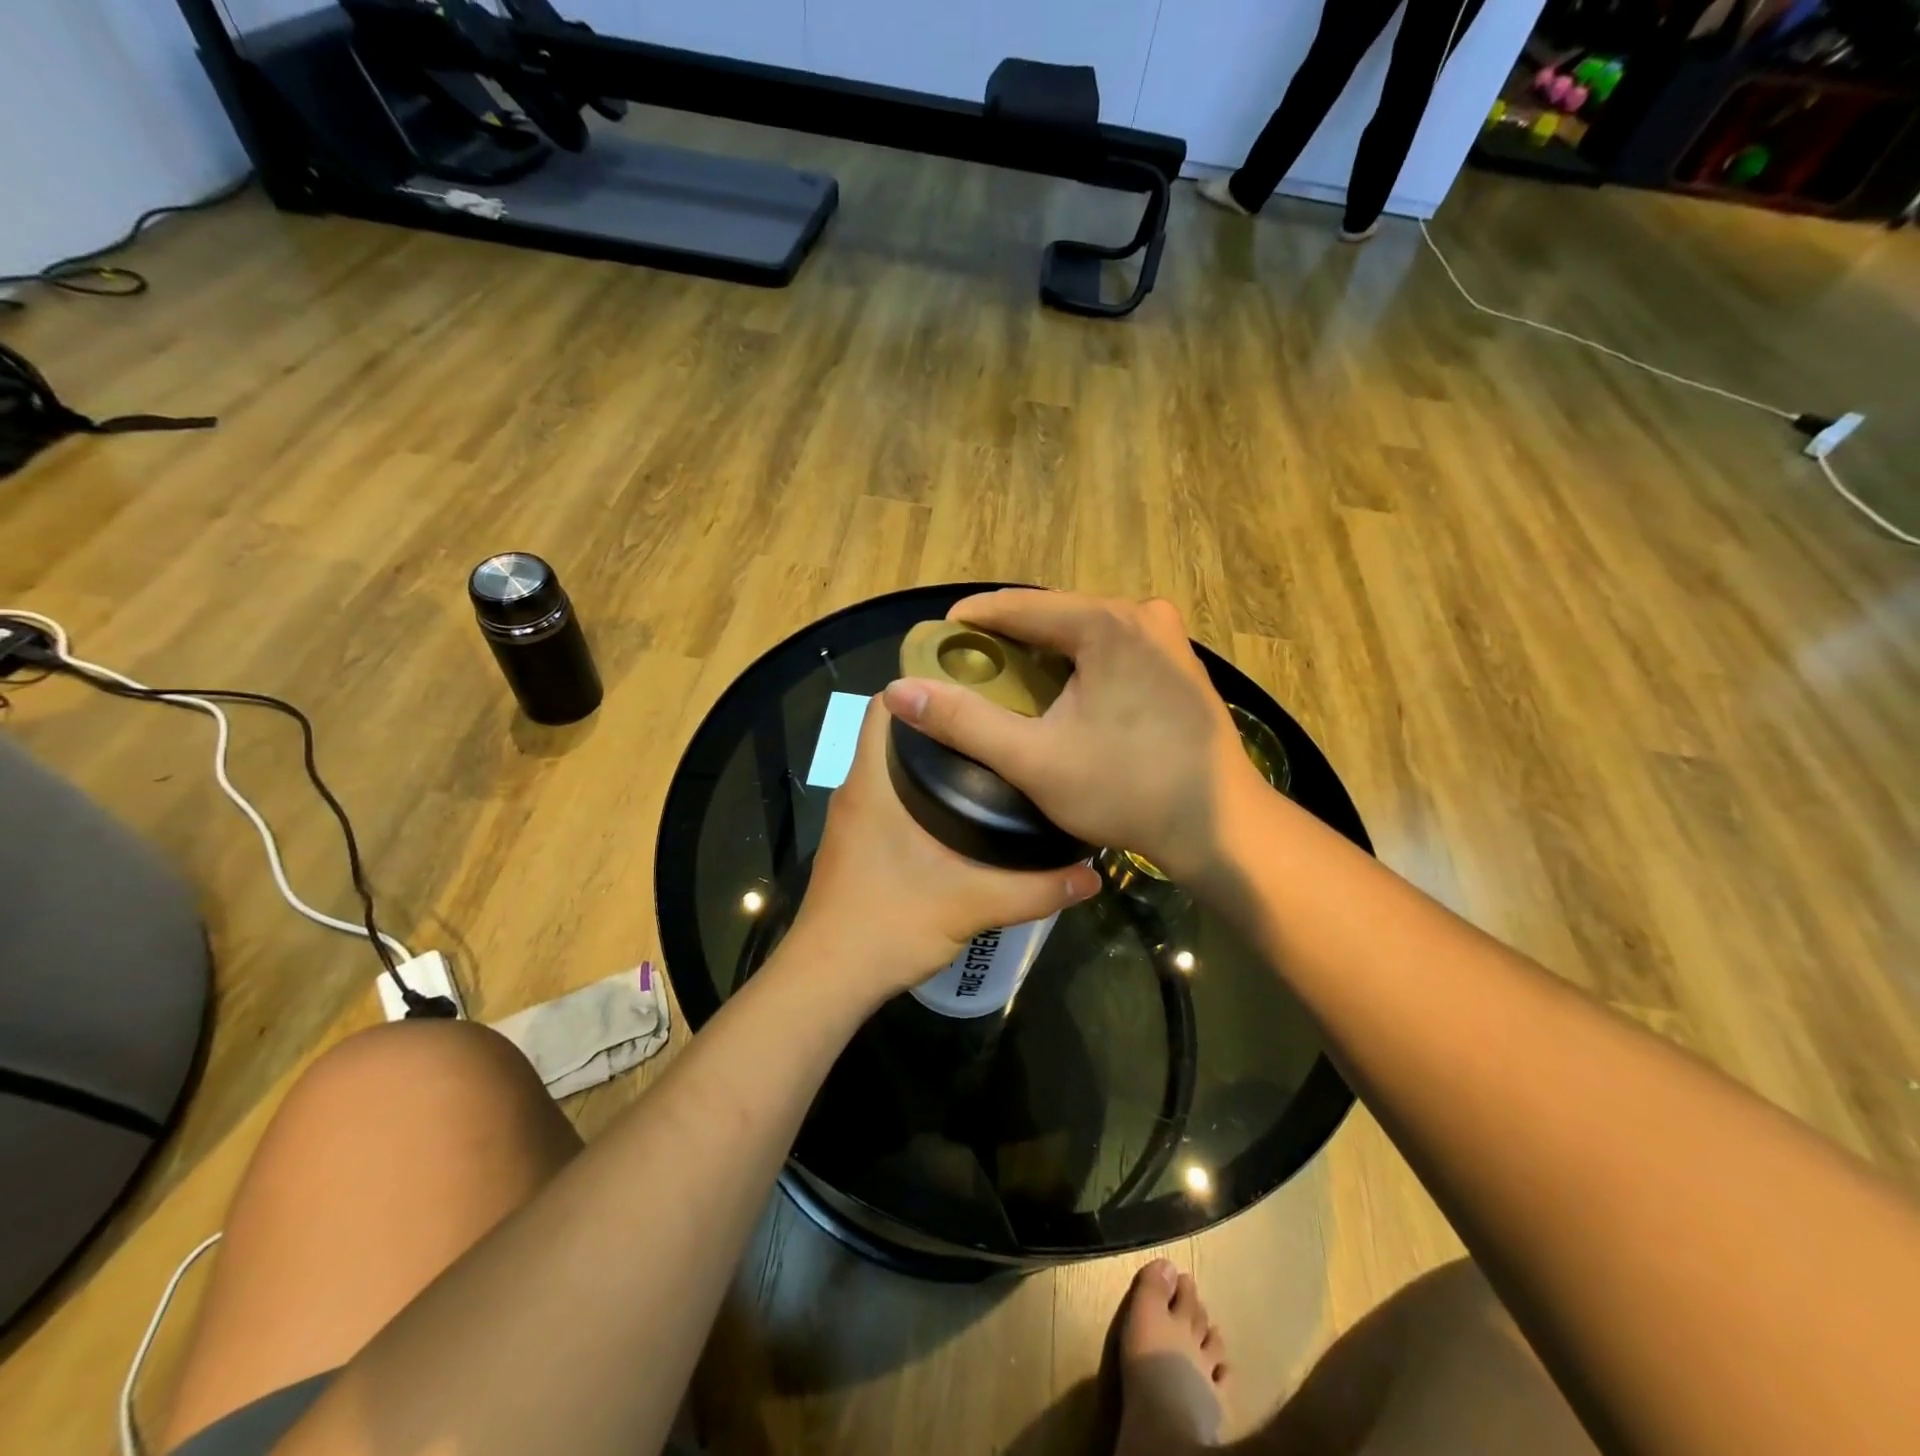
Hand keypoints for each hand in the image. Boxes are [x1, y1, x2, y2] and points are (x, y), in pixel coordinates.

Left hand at [788, 697, 1100, 1001]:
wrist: (828, 980)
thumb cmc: (888, 924)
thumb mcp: (971, 904)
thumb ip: (1035, 890)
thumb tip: (1092, 876)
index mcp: (871, 784)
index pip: (884, 706)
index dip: (921, 686)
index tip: (973, 686)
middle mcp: (855, 791)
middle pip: (893, 734)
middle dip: (940, 723)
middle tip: (996, 722)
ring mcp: (852, 820)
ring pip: (889, 768)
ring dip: (929, 759)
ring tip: (988, 759)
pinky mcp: (856, 845)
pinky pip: (887, 798)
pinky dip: (917, 791)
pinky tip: (959, 812)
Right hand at [881, 591, 1262, 883]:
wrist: (1217, 826)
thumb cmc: (1125, 790)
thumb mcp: (1033, 759)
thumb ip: (964, 722)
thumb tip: (898, 690)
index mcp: (1107, 624)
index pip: (1021, 605)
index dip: (975, 619)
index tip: (940, 638)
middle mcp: (1142, 615)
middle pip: (1055, 613)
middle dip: (1009, 635)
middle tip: (970, 664)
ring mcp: (1168, 638)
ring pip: (1086, 630)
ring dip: (1045, 649)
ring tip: (1008, 677)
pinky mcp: (1180, 663)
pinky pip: (1114, 646)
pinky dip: (1080, 661)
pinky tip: (1063, 691)